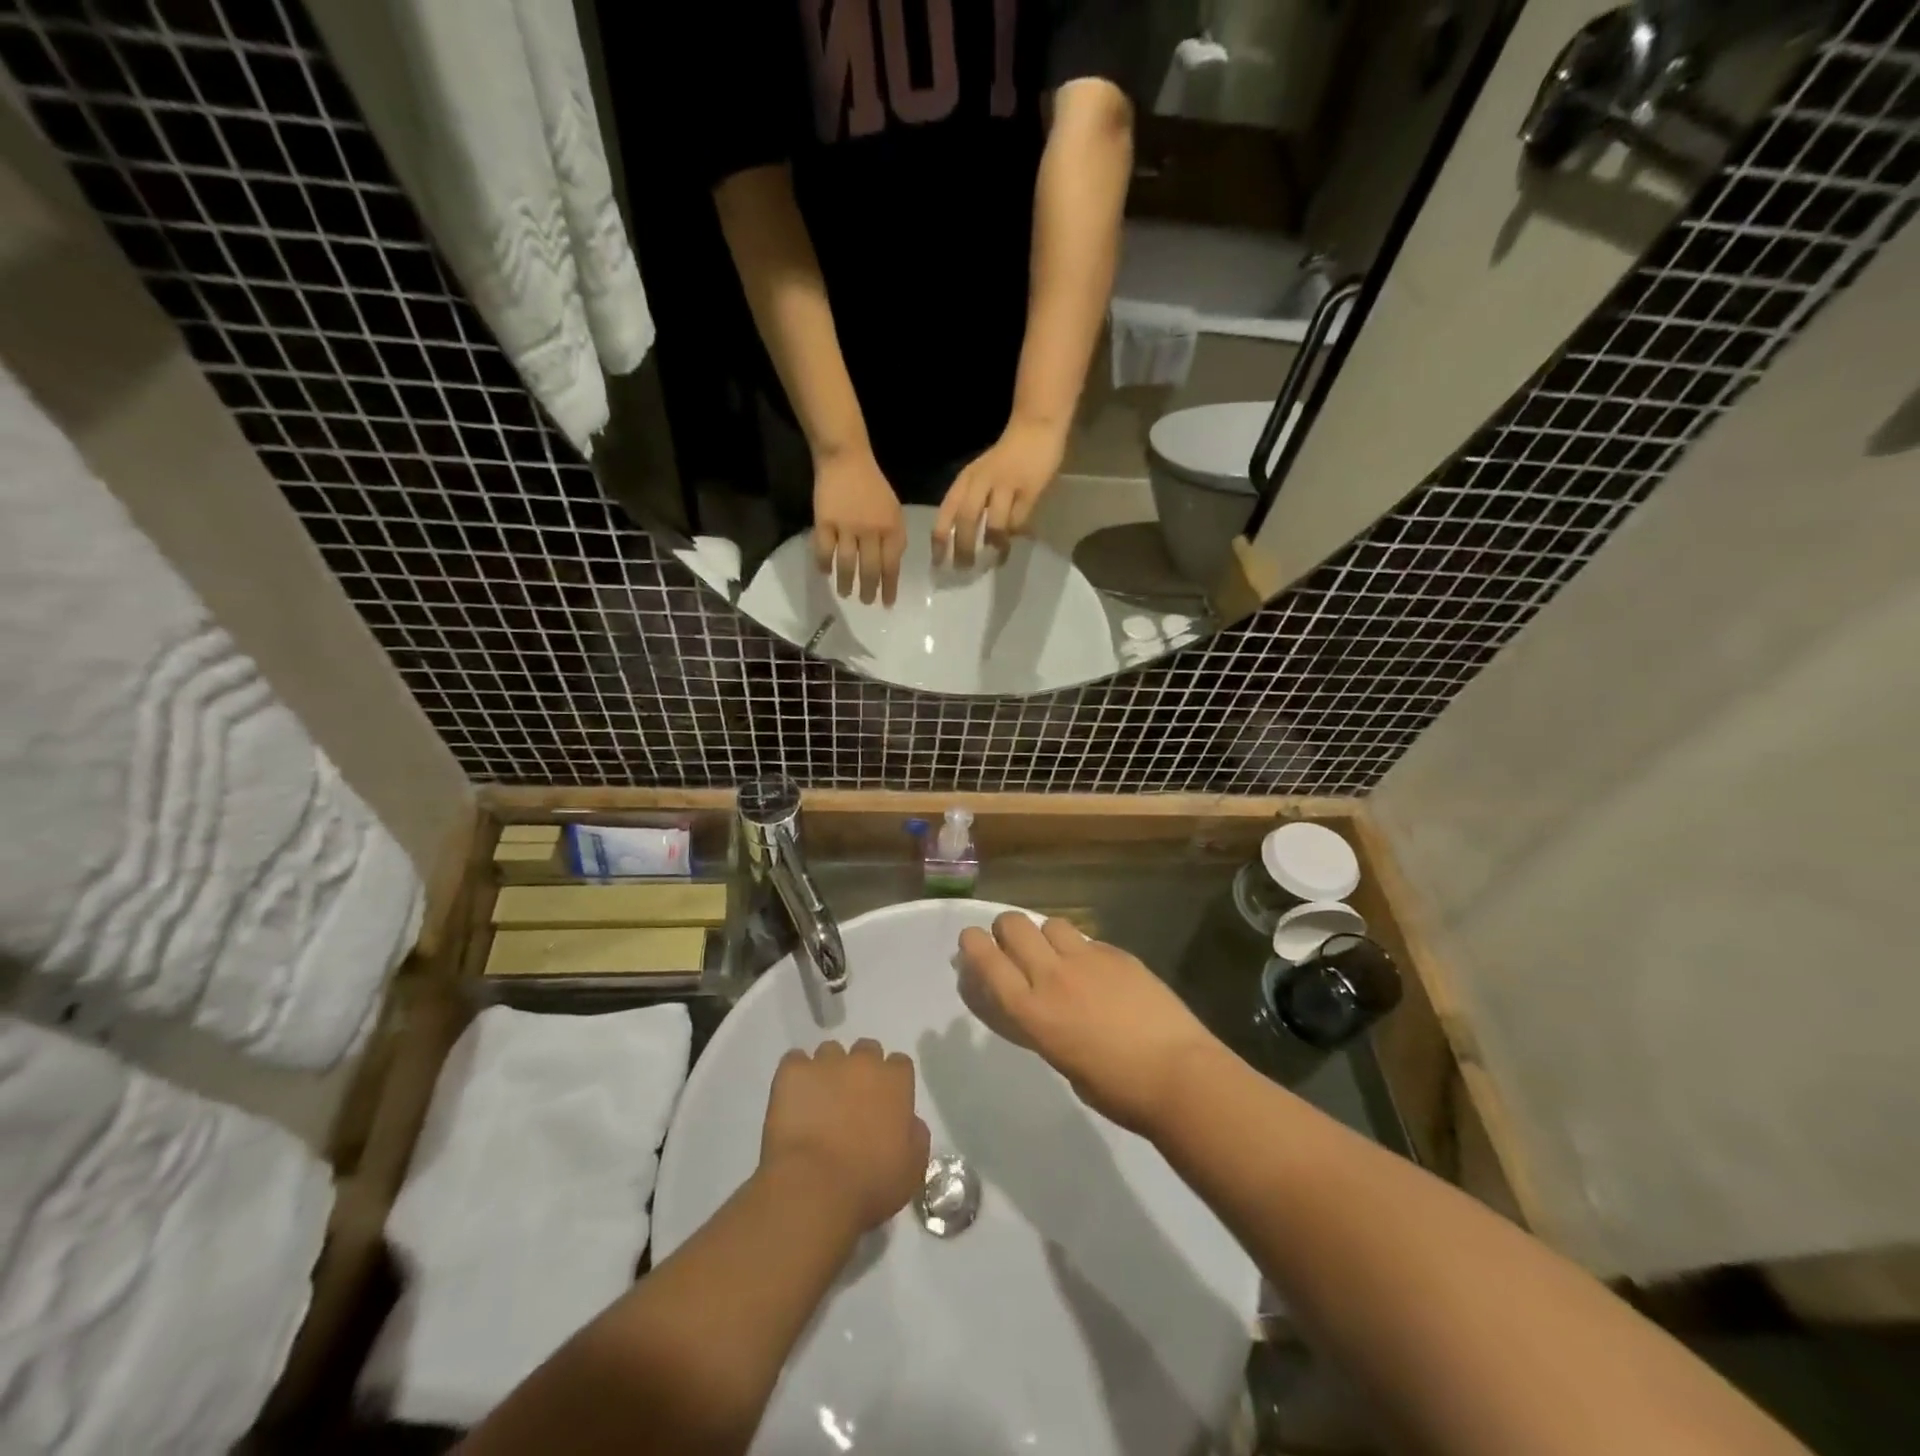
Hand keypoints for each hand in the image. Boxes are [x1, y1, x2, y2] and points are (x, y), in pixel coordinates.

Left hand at [759, 1039, 930, 1233]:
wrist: (814, 1189)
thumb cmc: (870, 1184)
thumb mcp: (912, 1167)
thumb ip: (915, 1134)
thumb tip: (910, 1121)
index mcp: (895, 1081)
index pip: (899, 1064)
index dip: (891, 1083)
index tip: (884, 1104)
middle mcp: (863, 1062)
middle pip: (866, 1050)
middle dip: (861, 1070)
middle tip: (851, 1102)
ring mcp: (825, 1063)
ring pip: (830, 1052)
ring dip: (828, 1071)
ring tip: (818, 1101)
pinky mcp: (792, 1072)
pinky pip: (795, 1060)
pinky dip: (796, 1075)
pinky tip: (793, 1098)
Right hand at [813, 451, 905, 604]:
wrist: (846, 459)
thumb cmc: (873, 487)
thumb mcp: (894, 511)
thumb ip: (894, 538)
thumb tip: (890, 568)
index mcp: (891, 527)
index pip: (891, 565)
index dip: (889, 588)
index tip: (887, 604)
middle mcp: (871, 530)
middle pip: (869, 569)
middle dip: (868, 591)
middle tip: (866, 603)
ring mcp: (846, 526)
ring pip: (846, 564)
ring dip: (846, 583)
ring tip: (846, 593)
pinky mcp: (824, 522)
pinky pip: (824, 551)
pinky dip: (824, 565)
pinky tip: (825, 573)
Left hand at [932, 419, 1065, 568]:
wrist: (1036, 428)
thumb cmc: (1005, 458)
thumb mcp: (980, 476)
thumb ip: (972, 503)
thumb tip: (965, 541)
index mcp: (966, 480)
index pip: (946, 511)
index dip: (940, 539)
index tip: (937, 562)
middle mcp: (982, 482)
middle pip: (966, 519)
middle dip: (963, 548)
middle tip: (963, 569)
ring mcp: (1006, 485)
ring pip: (994, 523)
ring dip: (991, 545)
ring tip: (992, 562)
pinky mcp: (1029, 490)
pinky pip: (1018, 520)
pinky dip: (1013, 536)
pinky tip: (1011, 547)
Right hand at [957, 913, 1217, 1136]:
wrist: (1178, 1074)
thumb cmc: (1115, 1088)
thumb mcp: (1058, 1058)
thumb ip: (1037, 1023)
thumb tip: (1031, 1005)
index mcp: (1032, 1010)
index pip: (987, 959)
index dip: (972, 944)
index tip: (971, 942)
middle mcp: (1052, 975)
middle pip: (1014, 924)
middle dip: (1006, 929)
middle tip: (1015, 947)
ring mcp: (1088, 958)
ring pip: (1051, 923)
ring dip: (1046, 935)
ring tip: (1059, 957)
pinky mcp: (1118, 954)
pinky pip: (1087, 939)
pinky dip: (1082, 950)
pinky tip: (1098, 973)